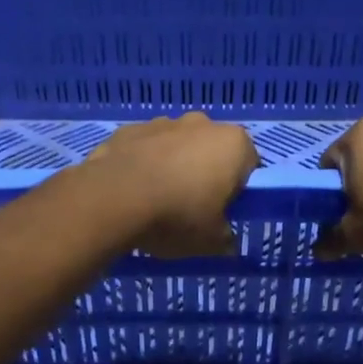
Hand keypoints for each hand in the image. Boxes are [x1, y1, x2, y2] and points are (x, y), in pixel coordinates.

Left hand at [83, 113, 258, 257]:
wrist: (112, 199)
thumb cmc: (177, 216)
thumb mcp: (211, 241)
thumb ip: (225, 238)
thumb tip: (226, 240)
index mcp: (233, 143)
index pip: (249, 164)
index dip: (238, 189)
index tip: (222, 210)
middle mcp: (202, 123)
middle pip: (212, 149)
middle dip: (205, 172)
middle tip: (192, 206)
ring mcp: (163, 122)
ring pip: (177, 145)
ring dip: (173, 164)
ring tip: (156, 199)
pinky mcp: (129, 129)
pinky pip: (145, 147)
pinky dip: (143, 162)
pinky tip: (132, 189)